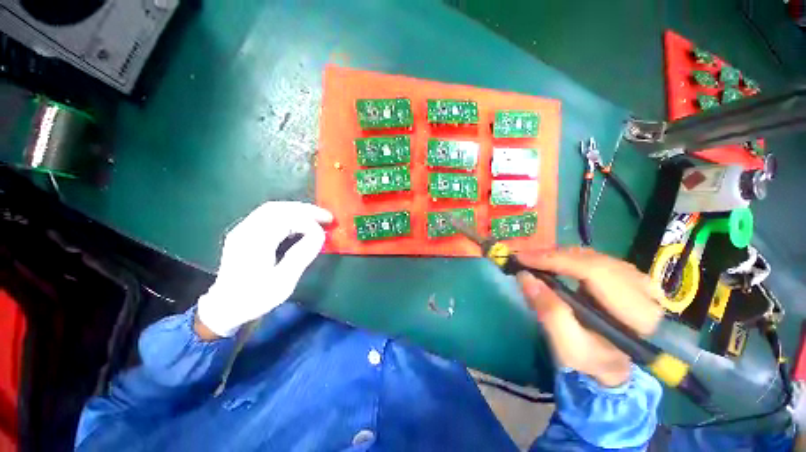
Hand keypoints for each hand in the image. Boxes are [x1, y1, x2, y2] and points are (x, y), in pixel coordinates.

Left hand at [197, 202, 332, 337]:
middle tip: (327, 217)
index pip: (285, 220)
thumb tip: (319, 234)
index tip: (325, 232)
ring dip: (297, 210)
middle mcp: (245, 231)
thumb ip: (301, 255)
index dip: (309, 223)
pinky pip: (268, 215)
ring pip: (272, 209)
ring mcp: (242, 230)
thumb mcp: (282, 283)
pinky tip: (299, 222)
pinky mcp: (244, 233)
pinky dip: (288, 215)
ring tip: (317, 217)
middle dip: (306, 210)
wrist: (224, 308)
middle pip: (278, 208)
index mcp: (254, 243)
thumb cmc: (255, 298)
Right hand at [516, 248, 663, 386]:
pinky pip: (596, 259)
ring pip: (594, 256)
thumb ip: (549, 313)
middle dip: (555, 256)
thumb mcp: (568, 347)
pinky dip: (570, 258)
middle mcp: (646, 292)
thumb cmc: (592, 360)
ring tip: (536, 262)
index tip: (523, 258)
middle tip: (525, 259)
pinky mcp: (629, 277)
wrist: (614, 365)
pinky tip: (555, 263)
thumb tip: (525, 277)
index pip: (595, 272)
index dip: (556, 260)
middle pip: (594, 260)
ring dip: (561, 256)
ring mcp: (639, 281)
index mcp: (637, 314)